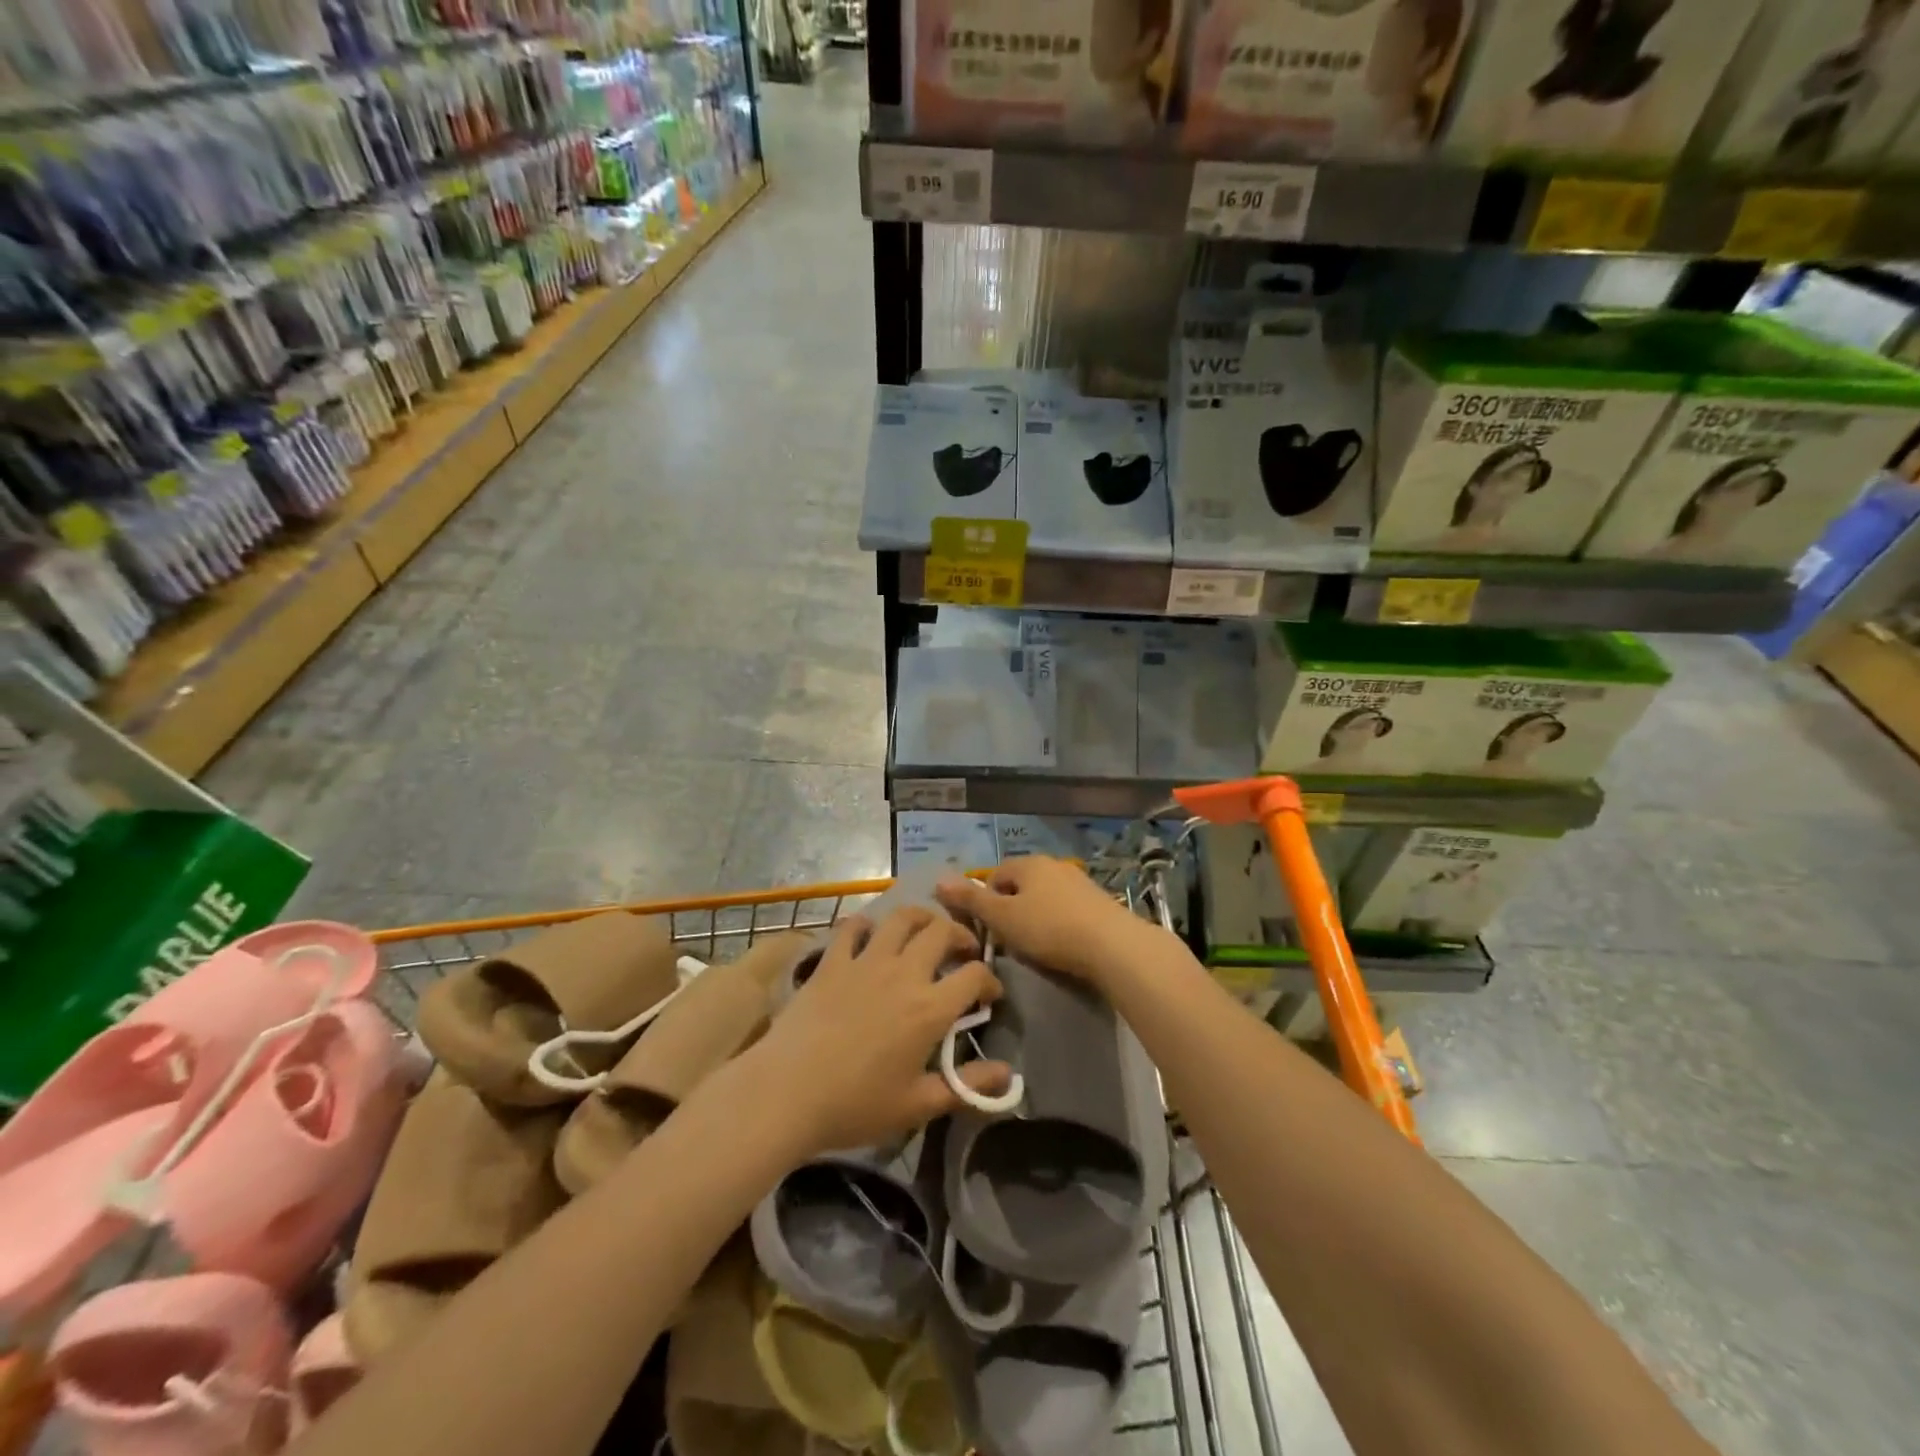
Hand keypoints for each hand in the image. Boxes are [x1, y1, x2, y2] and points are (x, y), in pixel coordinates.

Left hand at [745, 907, 1010, 1155]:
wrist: (785, 1093)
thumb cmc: (855, 1106)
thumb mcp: (917, 1105)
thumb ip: (966, 1087)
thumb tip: (1008, 1075)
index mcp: (929, 1008)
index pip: (975, 975)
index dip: (990, 980)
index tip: (989, 994)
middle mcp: (903, 973)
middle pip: (942, 931)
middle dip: (961, 935)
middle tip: (963, 951)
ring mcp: (865, 961)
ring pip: (901, 917)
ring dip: (921, 917)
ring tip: (925, 930)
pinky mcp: (832, 960)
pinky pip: (853, 927)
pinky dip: (866, 925)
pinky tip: (869, 936)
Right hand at [936, 857, 1159, 988]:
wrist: (1112, 945)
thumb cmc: (1050, 929)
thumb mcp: (1003, 917)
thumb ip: (971, 900)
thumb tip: (938, 880)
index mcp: (1029, 863)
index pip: (995, 874)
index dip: (985, 900)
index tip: (987, 929)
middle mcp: (1054, 865)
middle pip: (1021, 885)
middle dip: (1010, 909)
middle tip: (1009, 940)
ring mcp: (1079, 882)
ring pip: (1044, 897)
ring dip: (1035, 917)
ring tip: (1035, 946)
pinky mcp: (1099, 902)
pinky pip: (1067, 909)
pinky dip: (1058, 923)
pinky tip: (1062, 946)